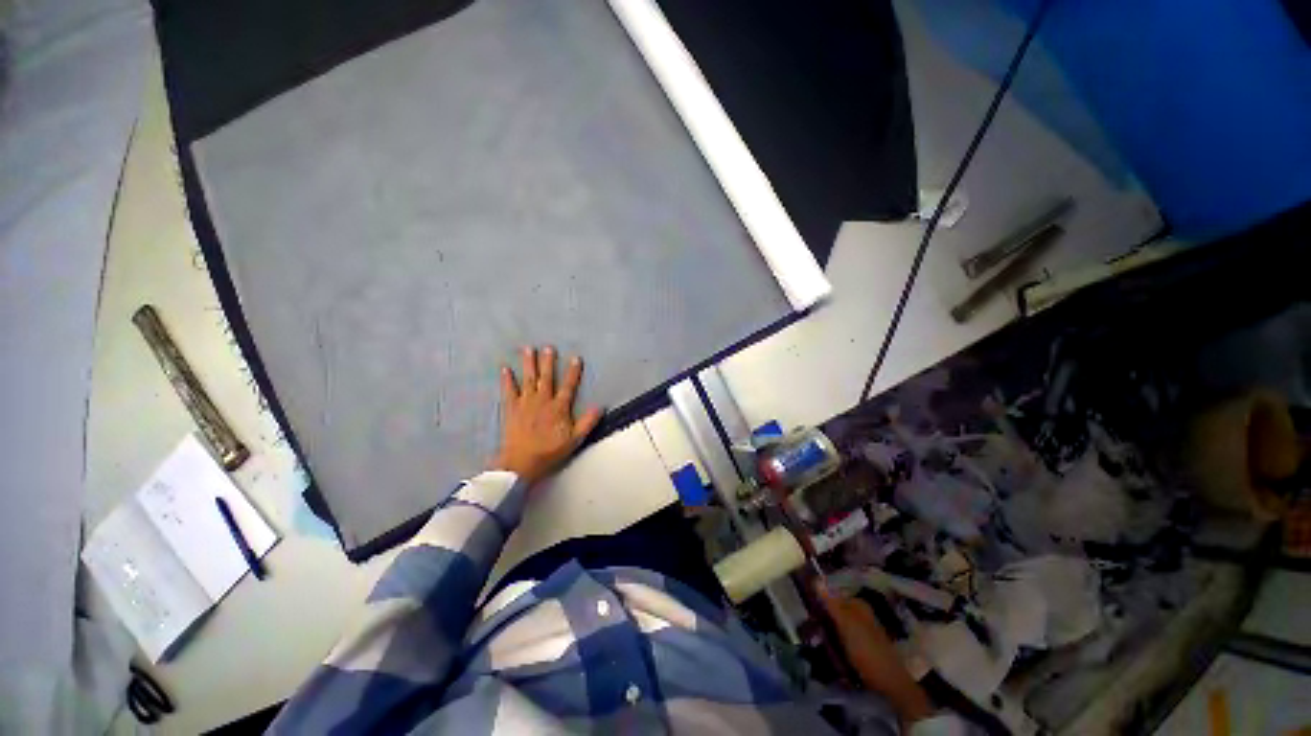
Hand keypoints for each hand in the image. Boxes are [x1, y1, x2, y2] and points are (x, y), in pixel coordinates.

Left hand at [490, 346, 603, 485]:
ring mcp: (525, 403)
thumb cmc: (549, 452)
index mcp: (558, 408)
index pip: (568, 386)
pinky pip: (508, 391)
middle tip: (548, 347)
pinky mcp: (511, 409)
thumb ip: (587, 422)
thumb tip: (600, 406)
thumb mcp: (574, 440)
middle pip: (546, 377)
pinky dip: (507, 380)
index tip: (575, 358)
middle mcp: (542, 401)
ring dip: (528, 364)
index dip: (573, 372)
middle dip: (548, 362)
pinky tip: (505, 368)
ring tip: (528, 349)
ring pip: (528, 379)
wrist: (521, 462)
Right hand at [815, 584, 932, 724]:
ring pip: (836, 622)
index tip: (803, 604)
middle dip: (820, 614)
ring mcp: (861, 630)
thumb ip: (832, 603)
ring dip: (824, 628)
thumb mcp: (847, 625)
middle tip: (806, 624)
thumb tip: (816, 578)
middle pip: (834, 608)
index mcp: (858, 604)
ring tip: (811, 636)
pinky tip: (825, 645)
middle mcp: (860, 613)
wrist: (889, 683)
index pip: (832, 593)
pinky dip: (832, 639)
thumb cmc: (867, 650)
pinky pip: (840, 636)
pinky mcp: (860, 645)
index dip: (818, 597)